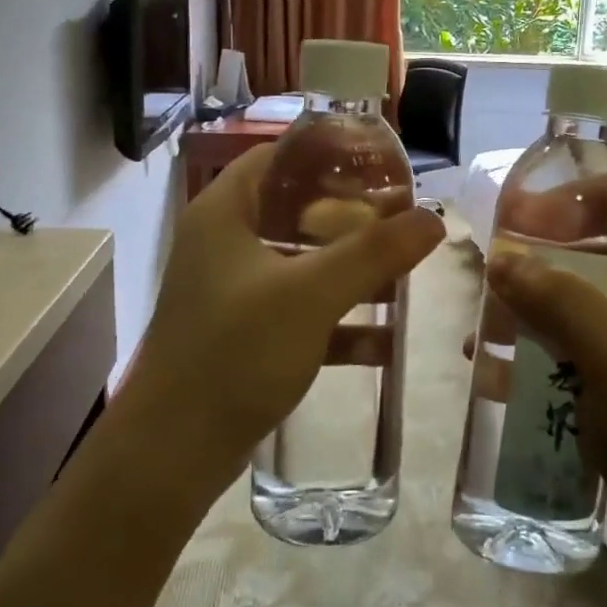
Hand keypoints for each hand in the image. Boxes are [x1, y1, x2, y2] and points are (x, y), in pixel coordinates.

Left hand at [131, 146, 443, 473]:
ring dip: (349, 268)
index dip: (326, 153)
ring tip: (403, 269)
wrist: (173, 453)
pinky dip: (338, 320)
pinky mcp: (244, 335)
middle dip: (350, 215)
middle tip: (400, 216)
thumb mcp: (311, 295)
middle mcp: (223, 244)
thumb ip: (374, 253)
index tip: (378, 162)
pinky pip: (300, 311)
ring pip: (301, 263)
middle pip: (294, 209)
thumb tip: (434, 219)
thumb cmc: (236, 352)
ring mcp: (232, 292)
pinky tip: (385, 339)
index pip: (277, 157)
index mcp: (225, 213)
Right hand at [486, 212, 606, 548]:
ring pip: (571, 314)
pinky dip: (531, 359)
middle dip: (537, 264)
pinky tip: (492, 374)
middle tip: (490, 270)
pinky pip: (565, 360)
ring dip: (526, 316)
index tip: (526, 206)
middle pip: (589, 264)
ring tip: (482, 329)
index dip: (581, 201)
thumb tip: (499, 258)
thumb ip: (554, 297)